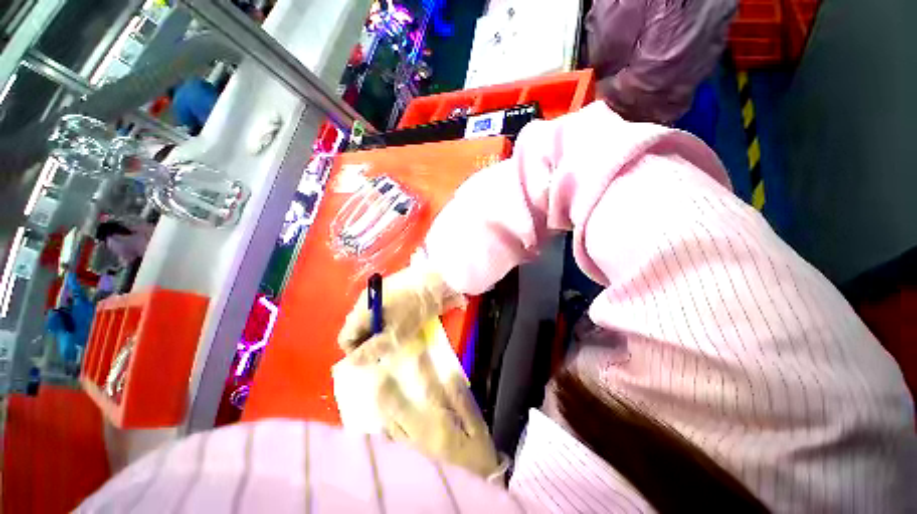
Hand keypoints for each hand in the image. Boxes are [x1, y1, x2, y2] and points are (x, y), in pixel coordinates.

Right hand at [337, 258, 463, 352]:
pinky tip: (403, 325)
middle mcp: (365, 301)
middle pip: (358, 329)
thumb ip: (371, 350)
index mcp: (361, 310)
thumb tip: (351, 362)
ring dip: (380, 333)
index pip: (345, 337)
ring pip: (372, 321)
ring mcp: (378, 294)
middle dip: (369, 343)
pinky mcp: (392, 291)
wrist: (436, 283)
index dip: (355, 352)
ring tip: (397, 338)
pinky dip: (388, 321)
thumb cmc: (414, 310)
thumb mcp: (394, 335)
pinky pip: (383, 312)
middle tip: (387, 351)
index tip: (374, 358)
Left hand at [352, 334, 499, 477]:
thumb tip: (450, 375)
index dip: (422, 369)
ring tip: (374, 391)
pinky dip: (385, 426)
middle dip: (388, 391)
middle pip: (399, 409)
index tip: (415, 352)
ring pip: (391, 425)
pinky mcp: (409, 458)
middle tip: (378, 373)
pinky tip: (381, 419)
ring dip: (382, 407)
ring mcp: (411, 449)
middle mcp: (420, 435)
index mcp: (440, 424)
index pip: (429, 390)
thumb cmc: (477, 456)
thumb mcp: (477, 427)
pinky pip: (391, 440)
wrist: (472, 492)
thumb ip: (463, 401)